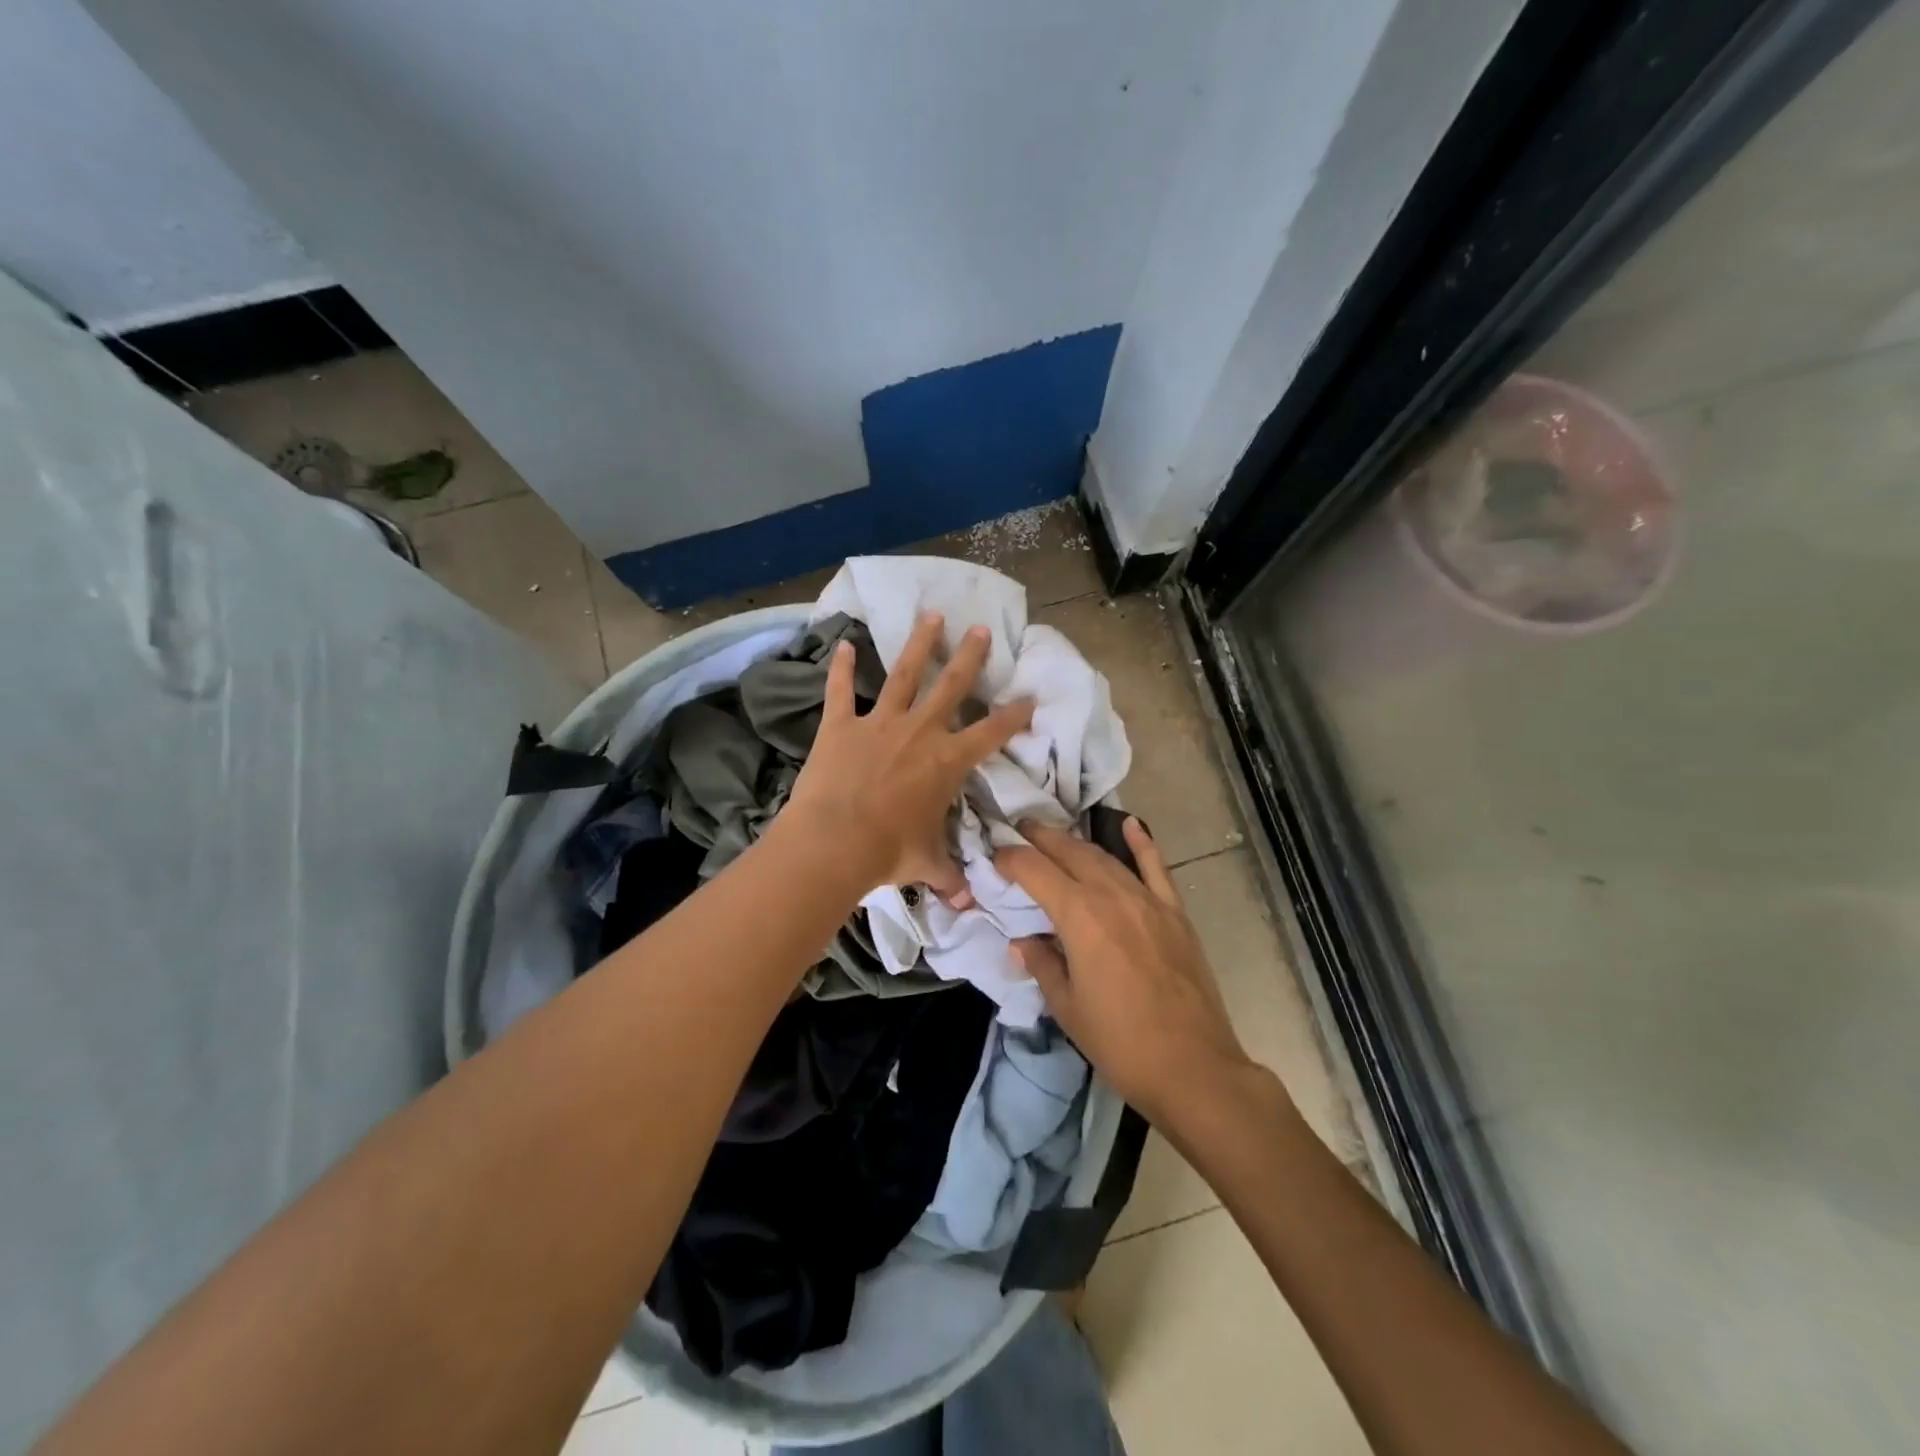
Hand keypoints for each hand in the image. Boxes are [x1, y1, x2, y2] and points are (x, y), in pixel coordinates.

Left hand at [786, 613, 1033, 899]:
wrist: (834, 843)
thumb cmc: (888, 852)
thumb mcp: (926, 864)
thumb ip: (948, 876)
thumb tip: (965, 901)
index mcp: (947, 761)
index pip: (991, 733)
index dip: (1014, 715)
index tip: (1029, 697)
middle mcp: (919, 732)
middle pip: (951, 686)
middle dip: (970, 657)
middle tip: (982, 630)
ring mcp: (878, 723)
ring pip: (904, 674)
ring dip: (919, 644)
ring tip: (932, 615)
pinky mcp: (840, 725)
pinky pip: (840, 689)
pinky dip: (839, 667)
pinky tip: (840, 643)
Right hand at [995, 818, 1261, 1122]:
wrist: (1193, 1068)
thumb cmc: (1120, 1042)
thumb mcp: (1067, 1008)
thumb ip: (1042, 964)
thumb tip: (1022, 942)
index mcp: (1080, 916)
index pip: (1035, 870)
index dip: (1010, 859)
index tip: (994, 857)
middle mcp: (1112, 895)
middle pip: (1070, 852)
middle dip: (1040, 838)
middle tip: (1018, 830)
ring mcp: (1148, 900)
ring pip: (1106, 857)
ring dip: (1076, 842)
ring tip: (1054, 836)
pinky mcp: (1175, 913)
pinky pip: (1156, 867)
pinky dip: (1142, 843)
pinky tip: (1129, 824)